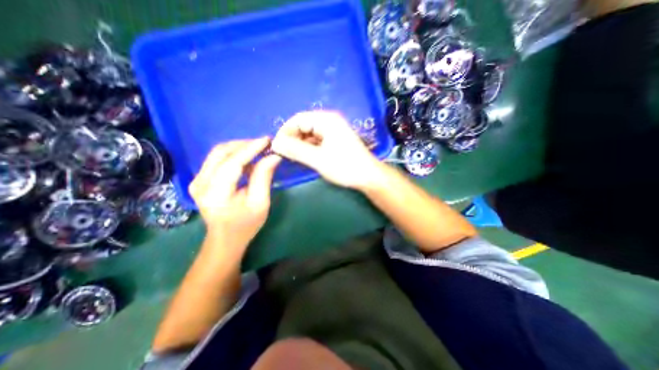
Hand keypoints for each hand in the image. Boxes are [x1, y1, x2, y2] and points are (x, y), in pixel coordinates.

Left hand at [191, 139, 283, 251]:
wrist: (225, 238)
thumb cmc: (246, 225)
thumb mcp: (260, 203)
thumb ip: (264, 178)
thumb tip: (273, 157)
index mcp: (216, 193)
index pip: (233, 162)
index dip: (251, 149)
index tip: (267, 140)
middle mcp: (200, 183)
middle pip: (221, 152)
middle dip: (245, 144)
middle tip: (264, 144)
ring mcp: (197, 180)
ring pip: (218, 153)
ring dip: (240, 148)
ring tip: (259, 149)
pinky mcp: (200, 179)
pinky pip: (218, 159)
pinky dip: (235, 155)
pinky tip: (249, 159)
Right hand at [271, 111, 383, 189]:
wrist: (368, 176)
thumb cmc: (344, 166)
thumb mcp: (318, 159)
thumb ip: (295, 150)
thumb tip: (275, 143)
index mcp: (326, 120)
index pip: (298, 119)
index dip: (285, 131)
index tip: (276, 146)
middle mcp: (329, 121)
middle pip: (304, 125)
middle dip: (292, 138)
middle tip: (284, 153)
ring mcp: (333, 131)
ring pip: (309, 134)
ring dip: (300, 144)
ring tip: (293, 156)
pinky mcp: (335, 140)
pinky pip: (316, 140)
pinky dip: (308, 147)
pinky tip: (304, 156)